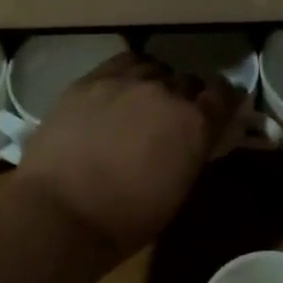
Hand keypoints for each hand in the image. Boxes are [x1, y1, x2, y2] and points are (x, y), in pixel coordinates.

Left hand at [14, 51, 236, 262]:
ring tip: (145, 100)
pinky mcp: (92, 79)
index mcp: (194, 123)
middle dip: (187, 97)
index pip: (224, 95)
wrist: (58, 213)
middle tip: (175, 118)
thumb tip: (196, 139)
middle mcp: (167, 92)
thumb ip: (192, 153)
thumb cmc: (124, 220)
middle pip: (189, 80)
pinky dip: (129, 73)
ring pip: (155, 68)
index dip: (224, 102)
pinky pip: (123, 63)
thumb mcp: (177, 191)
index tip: (219, 112)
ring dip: (157, 82)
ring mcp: (127, 81)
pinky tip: (121, 89)